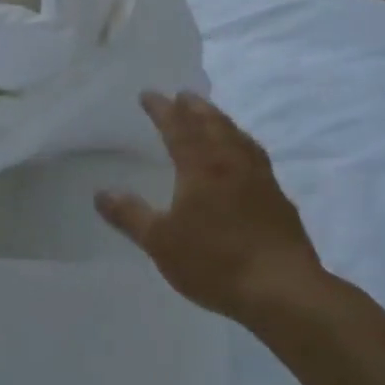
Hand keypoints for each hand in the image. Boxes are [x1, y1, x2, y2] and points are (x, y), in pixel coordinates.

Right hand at [95, 91, 324, 323]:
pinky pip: (255, 157)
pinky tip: (244, 157)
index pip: (178, 127)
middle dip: (195, 107)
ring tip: (212, 117)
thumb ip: (130, 215)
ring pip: (238, 137)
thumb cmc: (215, 261)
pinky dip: (242, 144)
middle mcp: (232, 163)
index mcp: (201, 167)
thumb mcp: (160, 242)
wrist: (283, 289)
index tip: (148, 94)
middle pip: (212, 124)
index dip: (162, 109)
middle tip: (183, 95)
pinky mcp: (278, 199)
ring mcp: (260, 179)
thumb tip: (101, 193)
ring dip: (221, 121)